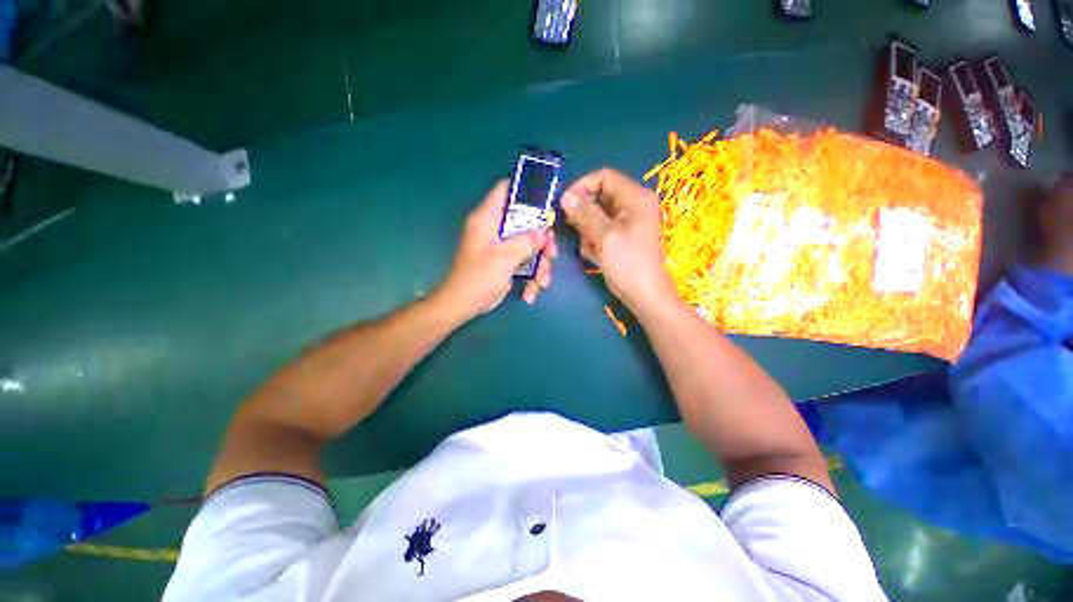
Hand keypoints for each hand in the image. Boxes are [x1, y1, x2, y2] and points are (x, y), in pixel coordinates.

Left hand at [435, 181, 557, 317]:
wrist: (463, 305)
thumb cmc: (478, 278)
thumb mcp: (504, 258)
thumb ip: (526, 241)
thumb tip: (543, 231)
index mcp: (487, 219)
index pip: (505, 190)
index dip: (526, 191)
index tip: (546, 203)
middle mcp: (495, 228)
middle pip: (526, 221)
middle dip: (542, 240)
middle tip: (551, 254)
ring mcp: (502, 246)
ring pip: (530, 244)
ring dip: (540, 264)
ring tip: (542, 282)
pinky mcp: (506, 261)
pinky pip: (525, 261)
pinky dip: (531, 276)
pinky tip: (530, 293)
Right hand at [562, 168, 677, 314]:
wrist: (644, 295)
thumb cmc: (628, 263)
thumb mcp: (604, 235)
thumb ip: (585, 213)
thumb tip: (566, 197)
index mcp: (635, 197)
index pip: (604, 177)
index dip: (582, 186)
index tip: (565, 204)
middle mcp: (633, 205)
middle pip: (599, 197)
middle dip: (584, 215)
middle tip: (576, 230)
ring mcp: (628, 222)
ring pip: (597, 216)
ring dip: (588, 231)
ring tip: (591, 249)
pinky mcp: (622, 237)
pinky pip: (601, 230)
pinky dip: (594, 241)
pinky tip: (596, 256)